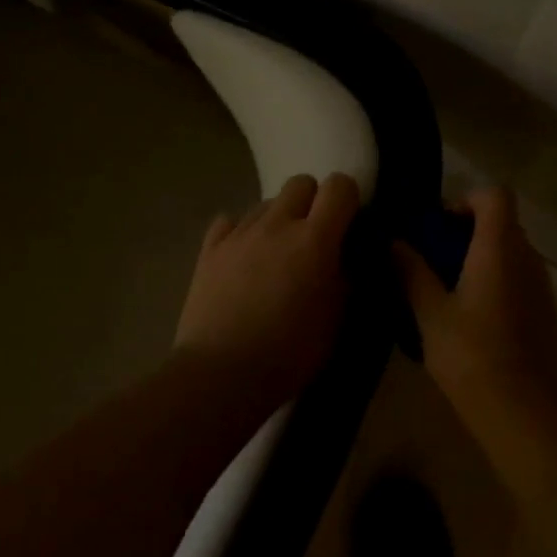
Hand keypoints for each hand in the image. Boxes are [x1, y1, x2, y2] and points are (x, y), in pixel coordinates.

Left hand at [174, 172, 359, 394]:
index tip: (348, 224)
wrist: (222, 373)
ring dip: (278, 219)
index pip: (339, 186)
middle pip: (300, 183)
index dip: (348, 198)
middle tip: (313, 238)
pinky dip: (242, 232)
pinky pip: (230, 220)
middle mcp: (277, 224)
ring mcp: (239, 233)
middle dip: (312, 201)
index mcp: (314, 239)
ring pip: (266, 202)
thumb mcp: (335, 321)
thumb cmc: (289, 352)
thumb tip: (346, 259)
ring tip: (276, 255)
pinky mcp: (209, 249)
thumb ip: (345, 280)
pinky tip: (243, 258)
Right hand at [394, 187, 556, 408]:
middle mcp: (527, 257)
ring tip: (448, 290)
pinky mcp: (545, 312)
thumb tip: (394, 242)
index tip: (439, 226)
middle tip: (434, 259)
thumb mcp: (429, 312)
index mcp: (499, 247)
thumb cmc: (471, 354)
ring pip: (512, 253)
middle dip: (468, 231)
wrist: (523, 410)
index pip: (495, 195)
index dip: (466, 200)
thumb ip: (411, 271)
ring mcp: (541, 285)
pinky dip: (496, 282)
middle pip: (503, 223)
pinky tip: (472, 317)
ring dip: (482, 258)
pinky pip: (519, 279)